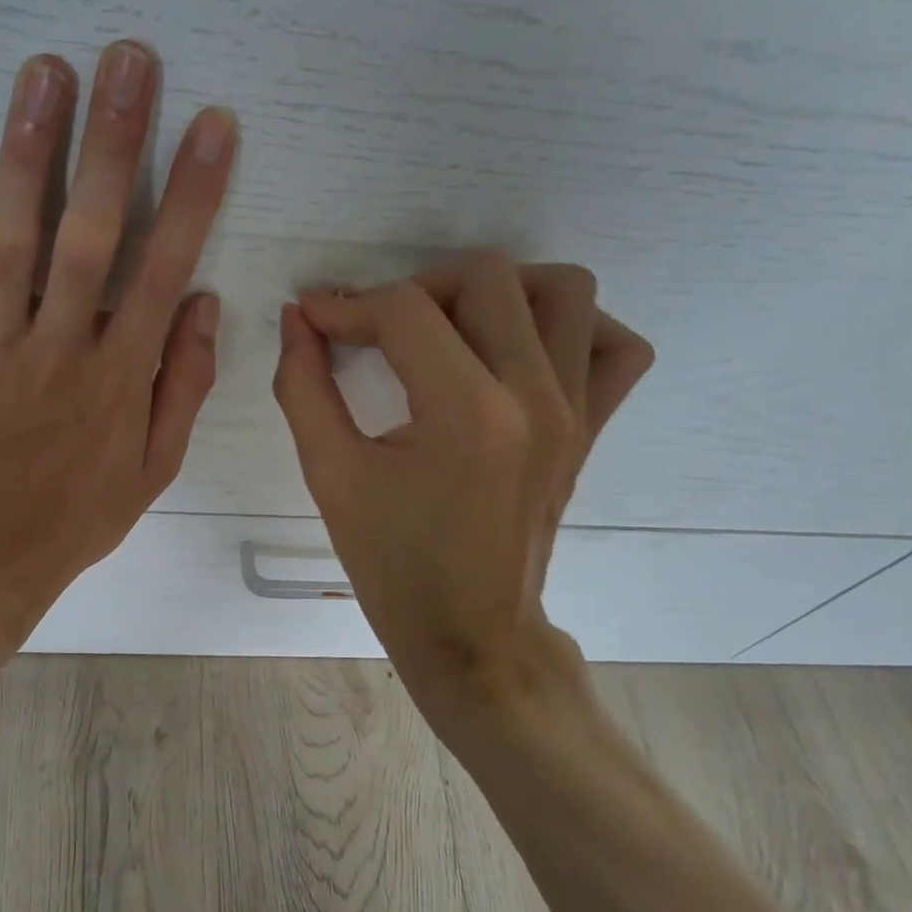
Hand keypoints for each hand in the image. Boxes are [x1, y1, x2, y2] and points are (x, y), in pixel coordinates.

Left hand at [0, 42, 238, 693]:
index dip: (194, 193)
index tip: (213, 125)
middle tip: (128, 60)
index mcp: (121, 378)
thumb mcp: (154, 470)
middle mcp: (62, 349)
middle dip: (114, 143)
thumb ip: (182, 385)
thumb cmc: (76, 517)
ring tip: (45, 73)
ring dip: (30, 153)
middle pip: (91, 233)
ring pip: (13, 238)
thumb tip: (203, 302)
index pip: (166, 268)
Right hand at [272, 253, 652, 735]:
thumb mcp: (331, 477)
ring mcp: (576, 410)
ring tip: (449, 330)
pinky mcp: (592, 427)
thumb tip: (297, 318)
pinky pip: (614, 345)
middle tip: (378, 328)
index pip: (404, 310)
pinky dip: (571, 328)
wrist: (471, 635)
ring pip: (563, 289)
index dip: (346, 304)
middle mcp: (535, 396)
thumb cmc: (393, 565)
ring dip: (497, 292)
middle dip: (415, 287)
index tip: (313, 319)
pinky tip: (518, 354)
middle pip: (487, 276)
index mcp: (465, 414)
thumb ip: (303, 387)